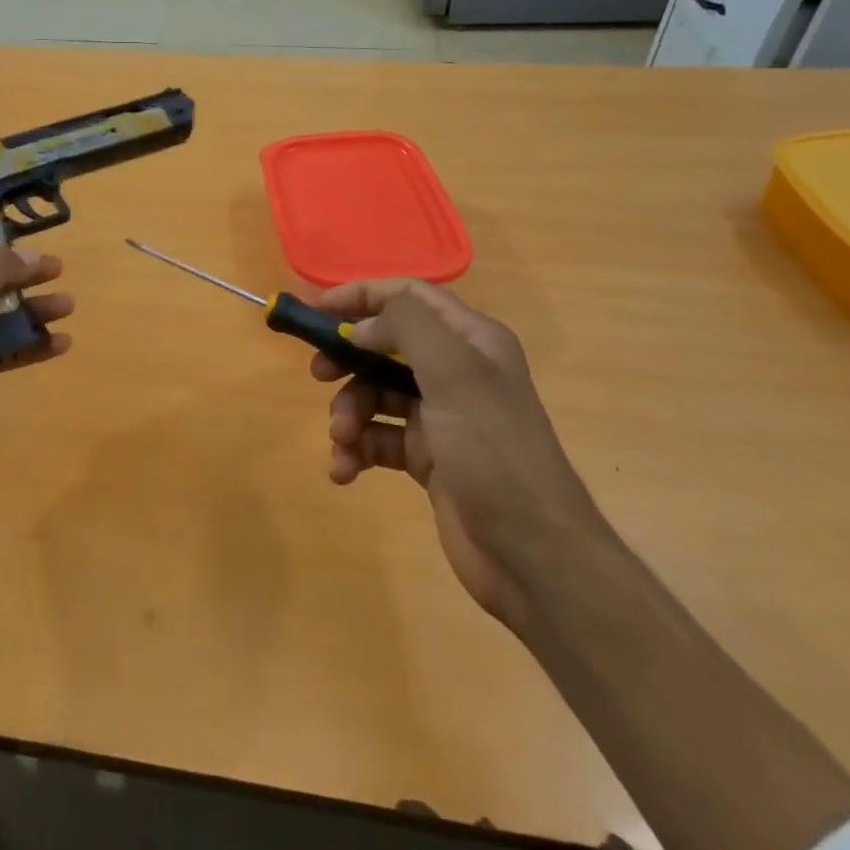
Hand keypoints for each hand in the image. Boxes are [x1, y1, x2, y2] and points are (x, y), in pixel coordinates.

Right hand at [312, 279, 607, 623]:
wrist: (533, 555)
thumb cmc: (493, 451)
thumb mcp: (454, 373)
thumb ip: (405, 327)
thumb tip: (362, 327)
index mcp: (471, 340)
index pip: (409, 296)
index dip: (361, 295)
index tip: (316, 309)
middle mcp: (456, 371)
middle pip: (385, 345)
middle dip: (348, 358)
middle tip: (318, 374)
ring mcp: (441, 416)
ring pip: (376, 394)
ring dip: (349, 412)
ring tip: (342, 440)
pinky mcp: (427, 457)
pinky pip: (378, 438)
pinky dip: (357, 449)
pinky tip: (344, 470)